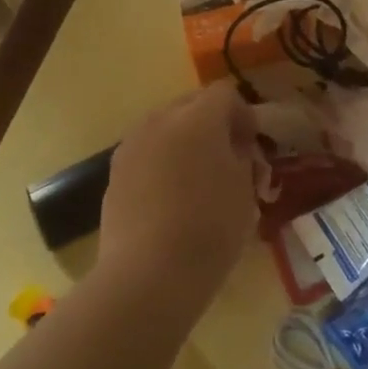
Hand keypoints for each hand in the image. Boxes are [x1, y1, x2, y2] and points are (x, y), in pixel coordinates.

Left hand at [99, 81, 257, 319]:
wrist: (149, 274)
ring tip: (199, 180)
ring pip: (165, 128)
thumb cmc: (210, 228)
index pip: (225, 94)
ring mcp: (131, 147)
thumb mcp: (245, 190)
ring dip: (185, 142)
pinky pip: (146, 153)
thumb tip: (234, 148)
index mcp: (198, 119)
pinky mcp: (114, 175)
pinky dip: (163, 164)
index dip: (244, 115)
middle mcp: (160, 121)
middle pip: (191, 104)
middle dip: (213, 125)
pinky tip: (172, 199)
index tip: (252, 147)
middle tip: (229, 160)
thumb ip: (242, 157)